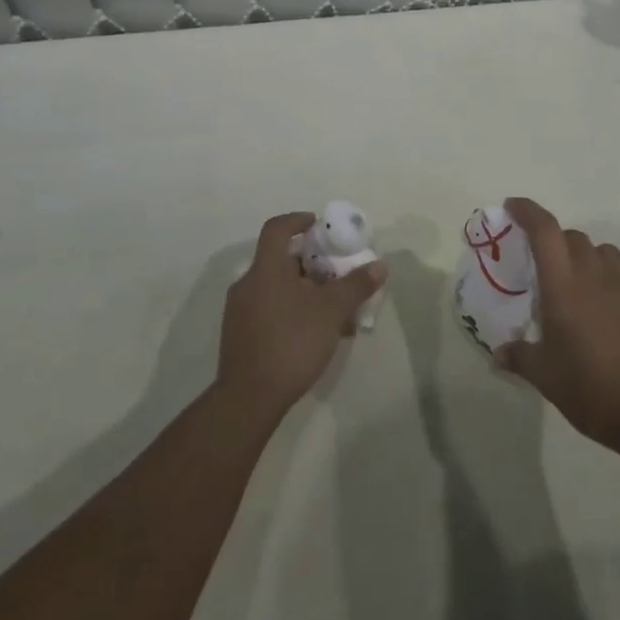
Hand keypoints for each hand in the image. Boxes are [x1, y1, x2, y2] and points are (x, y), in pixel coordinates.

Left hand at [216, 212, 386, 419]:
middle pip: (281, 260)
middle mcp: (248, 284)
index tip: (319, 225)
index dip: (298, 220)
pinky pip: (269, 309)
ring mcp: (240, 311)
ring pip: (277, 287)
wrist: (249, 399)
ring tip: (333, 310)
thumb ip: (356, 285)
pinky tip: (314, 334)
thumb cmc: (291, 343)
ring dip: (305, 290)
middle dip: (312, 263)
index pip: (277, 228)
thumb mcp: (331, 312)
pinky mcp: (239, 335)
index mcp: (266, 269)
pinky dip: (292, 309)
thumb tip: (380, 265)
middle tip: (337, 274)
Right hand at [495, 197, 619, 448]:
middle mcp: (595, 274)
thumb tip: (499, 354)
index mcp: (563, 284)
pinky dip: (609, 282)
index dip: (527, 211)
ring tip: (576, 285)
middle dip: (554, 241)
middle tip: (542, 265)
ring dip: (585, 258)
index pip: (544, 229)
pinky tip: (605, 313)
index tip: (512, 207)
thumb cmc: (590, 388)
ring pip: (602, 252)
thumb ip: (520, 357)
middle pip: (573, 237)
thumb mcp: (545, 376)